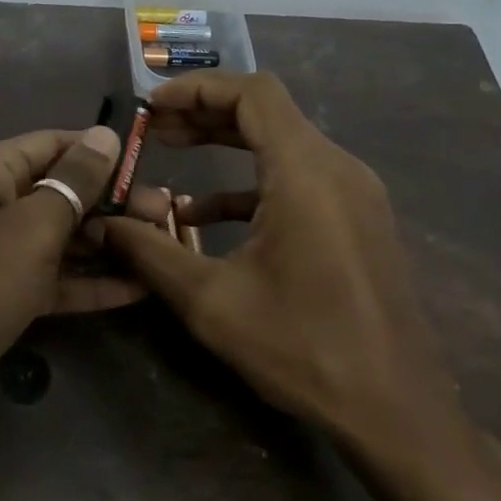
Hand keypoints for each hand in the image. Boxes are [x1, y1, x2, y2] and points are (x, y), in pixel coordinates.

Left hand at [0, 126, 171, 453]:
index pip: (56, 143)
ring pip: (60, 236)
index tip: (155, 168)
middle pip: (61, 189)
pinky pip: (51, 277)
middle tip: (170, 216)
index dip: (104, 153)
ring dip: (107, 242)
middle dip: (113, 202)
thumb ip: (74, 181)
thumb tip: (105, 134)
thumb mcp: (32, 227)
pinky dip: (88, 282)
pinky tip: (137, 290)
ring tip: (164, 245)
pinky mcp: (0, 293)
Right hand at [98, 72, 462, 459]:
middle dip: (204, 113)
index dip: (197, 88)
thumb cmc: (304, 348)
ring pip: (281, 143)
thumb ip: (150, 252)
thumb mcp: (210, 301)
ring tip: (172, 153)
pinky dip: (249, 181)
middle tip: (154, 129)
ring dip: (226, 143)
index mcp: (306, 173)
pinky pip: (297, 179)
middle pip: (266, 112)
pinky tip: (206, 214)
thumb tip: (103, 225)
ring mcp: (353, 194)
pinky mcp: (356, 220)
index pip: (253, 93)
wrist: (397, 411)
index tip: (152, 106)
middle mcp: (336, 169)